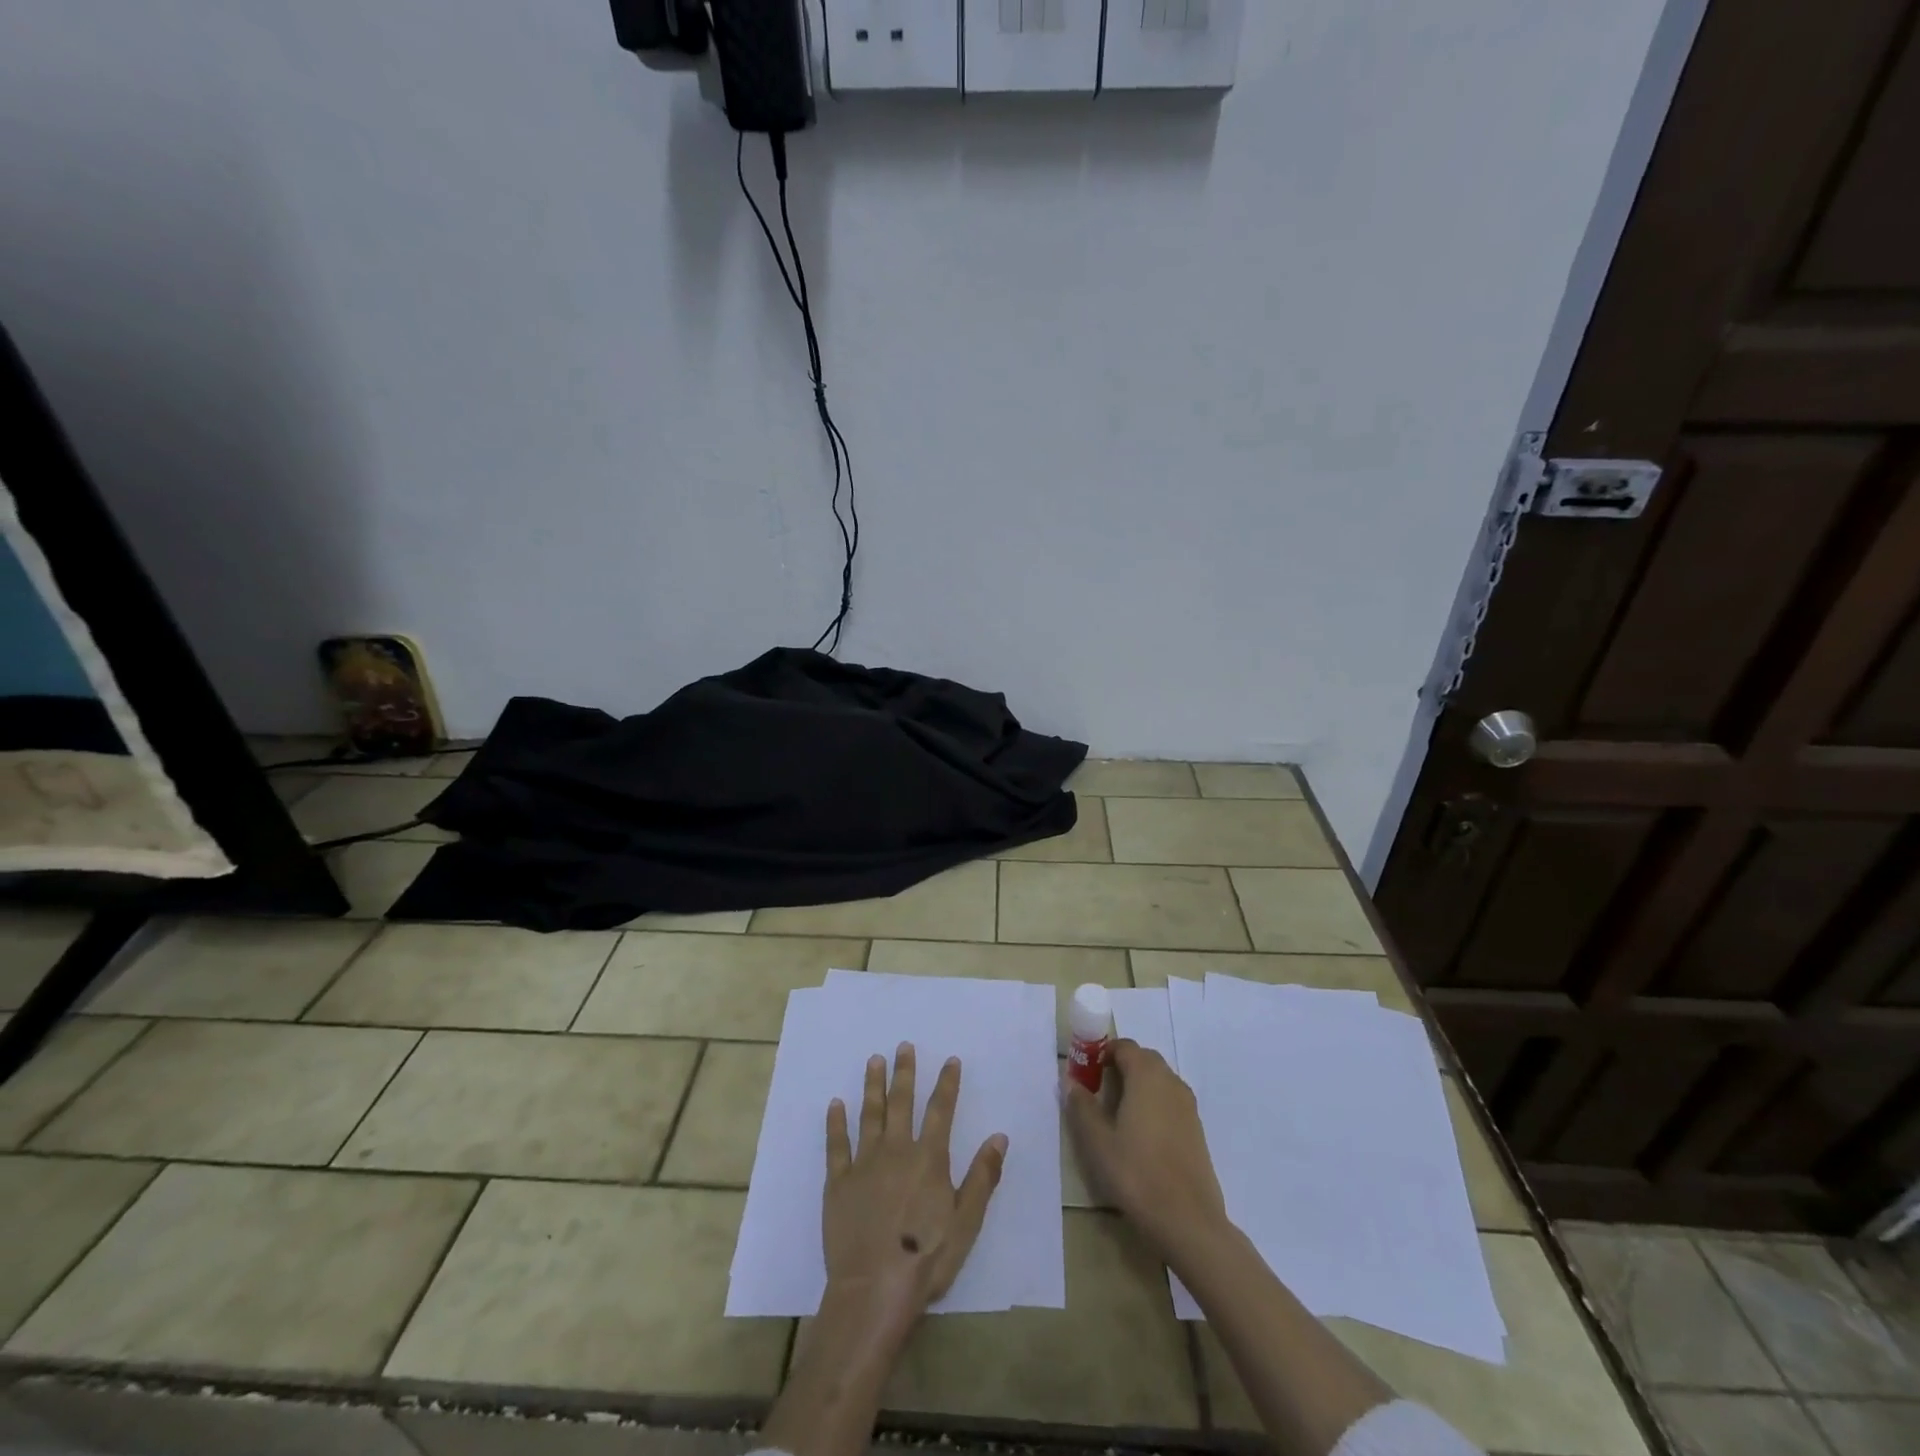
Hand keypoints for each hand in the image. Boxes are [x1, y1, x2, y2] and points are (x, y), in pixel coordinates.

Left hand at [823, 1043, 1007, 1336]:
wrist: (873, 1290)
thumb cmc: (926, 1260)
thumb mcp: (966, 1223)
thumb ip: (983, 1177)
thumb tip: (999, 1136)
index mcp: (928, 1159)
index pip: (941, 1111)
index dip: (947, 1084)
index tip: (951, 1060)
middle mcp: (896, 1150)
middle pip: (901, 1103)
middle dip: (905, 1072)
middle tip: (903, 1045)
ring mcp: (864, 1164)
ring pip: (869, 1114)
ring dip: (873, 1086)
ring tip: (874, 1060)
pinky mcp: (838, 1182)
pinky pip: (836, 1144)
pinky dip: (836, 1122)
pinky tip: (835, 1103)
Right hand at [1064, 1038, 1229, 1260]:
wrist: (1188, 1221)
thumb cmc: (1136, 1174)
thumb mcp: (1097, 1141)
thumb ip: (1082, 1106)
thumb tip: (1072, 1082)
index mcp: (1147, 1076)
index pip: (1124, 1046)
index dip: (1103, 1053)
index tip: (1086, 1072)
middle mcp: (1171, 1082)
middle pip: (1144, 1059)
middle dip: (1120, 1067)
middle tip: (1098, 1091)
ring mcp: (1188, 1106)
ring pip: (1159, 1081)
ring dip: (1138, 1086)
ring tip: (1117, 1115)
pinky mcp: (1197, 1129)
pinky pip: (1170, 1101)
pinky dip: (1154, 1105)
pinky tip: (1141, 1136)